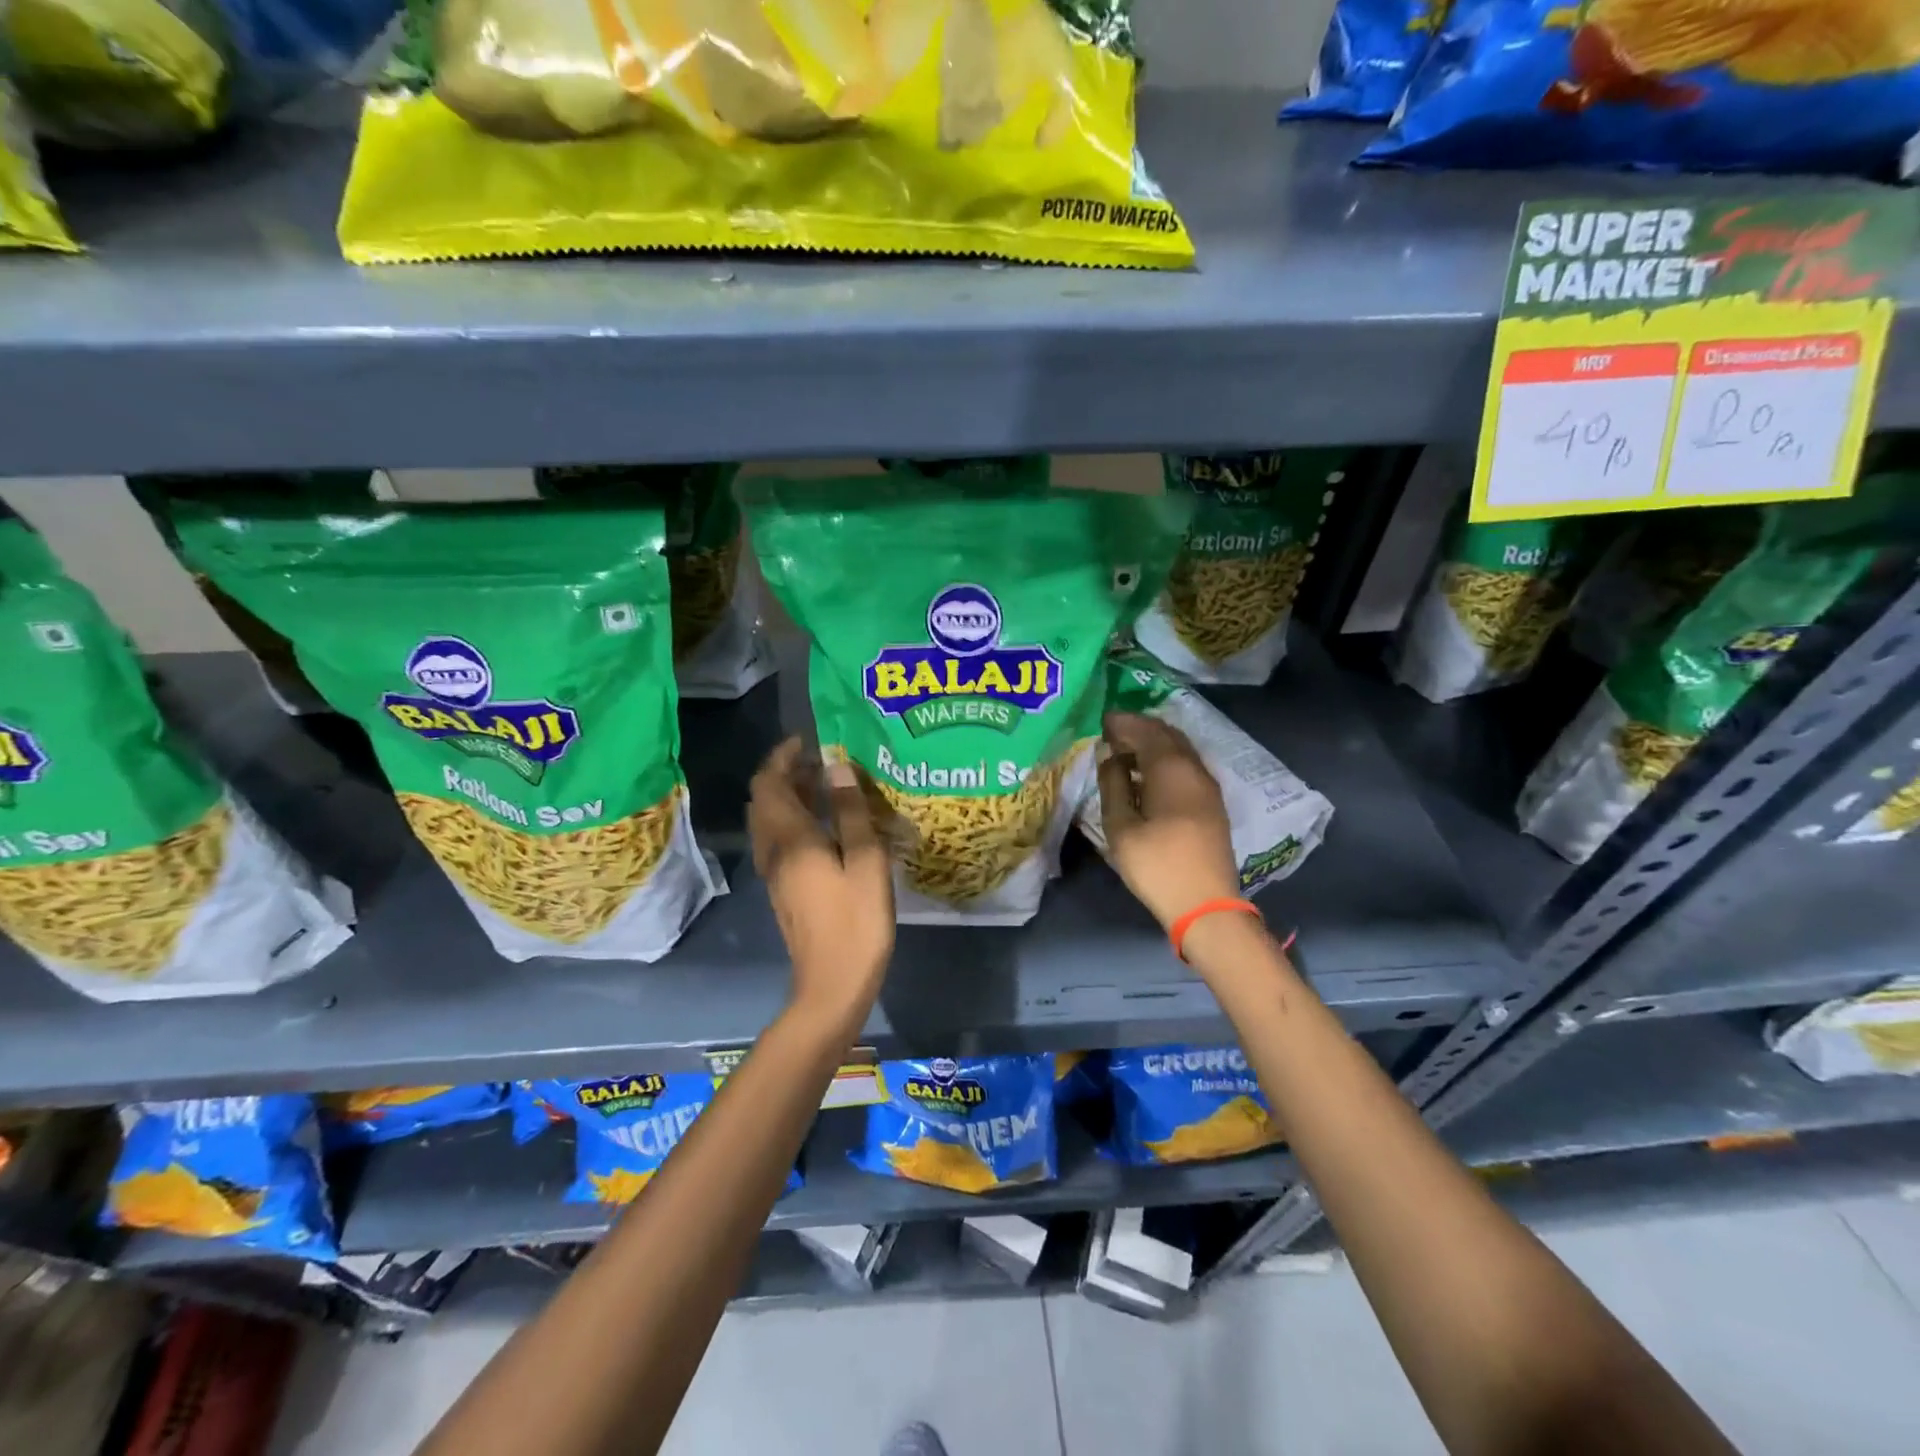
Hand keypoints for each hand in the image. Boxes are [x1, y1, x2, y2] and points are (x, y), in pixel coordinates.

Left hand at [749, 738, 894, 1035]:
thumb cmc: (856, 921)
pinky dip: (793, 819)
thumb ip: (850, 812)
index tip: (809, 739)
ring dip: (789, 796)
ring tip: (827, 785)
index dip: (783, 756)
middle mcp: (773, 850)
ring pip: (769, 820)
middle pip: (765, 799)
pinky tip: (826, 825)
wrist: (832, 983)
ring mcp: (774, 872)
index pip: (769, 783)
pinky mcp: (783, 888)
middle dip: (786, 772)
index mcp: (790, 839)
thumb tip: (836, 767)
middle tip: (823, 760)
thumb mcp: (865, 861)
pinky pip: (778, 839)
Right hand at [1096, 712, 1240, 931]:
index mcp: (1171, 769)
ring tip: (1125, 752)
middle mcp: (1195, 769)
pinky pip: (1187, 767)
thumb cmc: (1157, 865)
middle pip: (1168, 735)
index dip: (1123, 722)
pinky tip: (1147, 776)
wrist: (1206, 905)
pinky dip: (1165, 760)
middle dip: (1140, 728)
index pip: (1146, 731)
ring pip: (1180, 750)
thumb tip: (1110, 757)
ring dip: (1154, 744)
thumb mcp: (1121, 827)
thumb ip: (1113, 785)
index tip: (1101, 720)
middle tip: (1112, 733)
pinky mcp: (1212, 804)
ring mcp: (1208, 787)